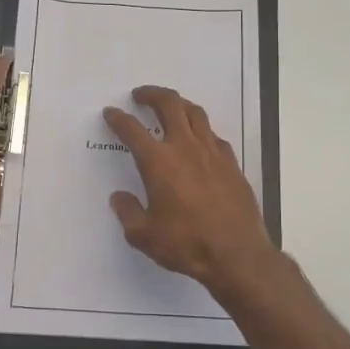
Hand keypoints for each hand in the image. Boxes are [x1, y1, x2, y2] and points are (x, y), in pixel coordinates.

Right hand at [102, 85, 279, 296]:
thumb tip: (120, 198)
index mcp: (159, 162)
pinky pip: (214, 135)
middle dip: (152, 94)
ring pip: (195, 113)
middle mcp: (185, 148)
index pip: (132, 130)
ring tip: (170, 107)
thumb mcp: (144, 236)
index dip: (118, 118)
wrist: (237, 254)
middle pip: (169, 105)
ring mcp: (213, 153)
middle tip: (140, 96)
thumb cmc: (186, 244)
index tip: (111, 113)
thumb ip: (128, 213)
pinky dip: (201, 130)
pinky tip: (199, 141)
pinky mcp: (232, 163)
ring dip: (179, 104)